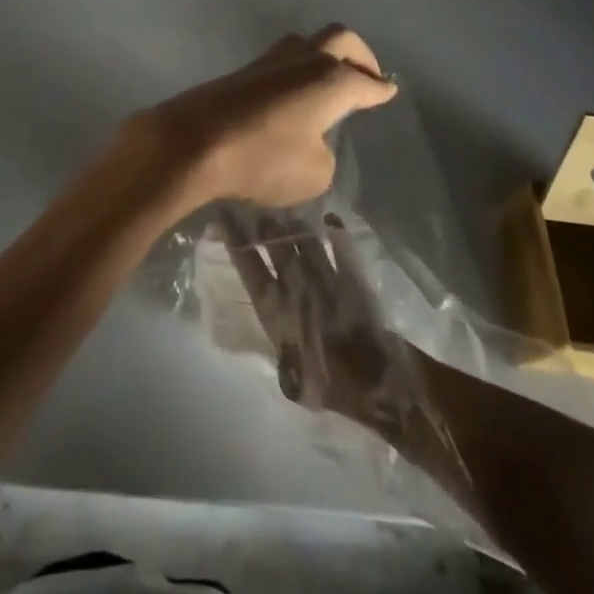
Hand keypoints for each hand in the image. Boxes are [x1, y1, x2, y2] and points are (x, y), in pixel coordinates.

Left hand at [128, 27, 397, 210]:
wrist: (192, 141)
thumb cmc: (262, 158)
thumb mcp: (313, 173)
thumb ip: (323, 153)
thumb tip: (312, 140)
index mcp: (331, 80)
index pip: (365, 82)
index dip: (379, 89)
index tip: (388, 89)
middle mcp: (303, 60)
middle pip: (339, 38)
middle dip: (359, 55)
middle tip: (367, 76)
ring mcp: (268, 62)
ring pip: (305, 43)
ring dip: (322, 57)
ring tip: (329, 81)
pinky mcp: (240, 72)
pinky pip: (280, 62)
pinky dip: (296, 72)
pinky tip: (293, 94)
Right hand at [219, 209, 421, 439]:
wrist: (373, 380)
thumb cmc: (326, 383)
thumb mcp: (291, 376)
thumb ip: (280, 349)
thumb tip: (276, 340)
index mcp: (273, 306)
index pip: (247, 265)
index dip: (233, 239)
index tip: (221, 218)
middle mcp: (294, 283)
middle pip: (274, 242)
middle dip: (264, 224)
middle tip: (256, 210)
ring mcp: (324, 274)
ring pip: (304, 239)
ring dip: (293, 225)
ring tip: (286, 214)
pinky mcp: (350, 275)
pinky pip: (340, 246)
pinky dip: (336, 232)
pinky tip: (331, 220)